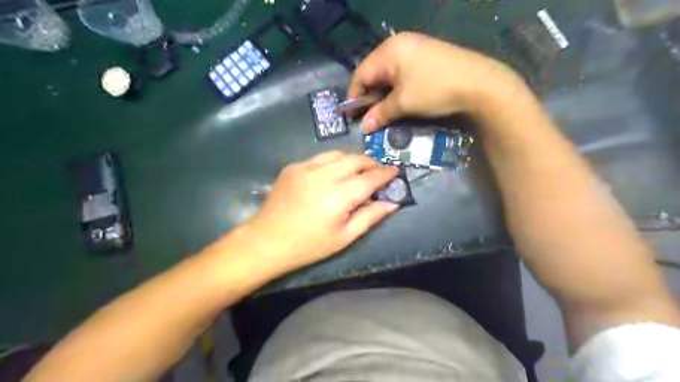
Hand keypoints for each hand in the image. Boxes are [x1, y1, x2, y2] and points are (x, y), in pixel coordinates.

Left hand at [242, 151, 399, 272]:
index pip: (369, 178)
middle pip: (355, 159)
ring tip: (357, 172)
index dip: (385, 174)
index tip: (395, 171)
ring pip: (338, 154)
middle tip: (378, 172)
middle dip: (371, 163)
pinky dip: (332, 163)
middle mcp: (323, 175)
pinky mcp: (293, 166)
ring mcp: (305, 167)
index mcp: (338, 196)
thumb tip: (393, 202)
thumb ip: (371, 216)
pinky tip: (331, 175)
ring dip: (352, 160)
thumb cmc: (309, 245)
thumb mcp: (345, 236)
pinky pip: (320, 158)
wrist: (267, 241)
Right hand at [347, 31, 527, 132]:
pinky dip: (397, 88)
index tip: (353, 117)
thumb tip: (364, 127)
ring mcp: (414, 47)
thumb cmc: (435, 90)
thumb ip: (380, 113)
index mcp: (389, 51)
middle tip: (369, 117)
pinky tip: (400, 100)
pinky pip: (402, 72)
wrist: (479, 83)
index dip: (354, 97)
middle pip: (374, 72)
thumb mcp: (403, 103)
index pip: (361, 74)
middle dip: (370, 96)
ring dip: (383, 94)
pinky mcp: (426, 55)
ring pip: (388, 73)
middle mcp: (399, 44)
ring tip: (384, 111)